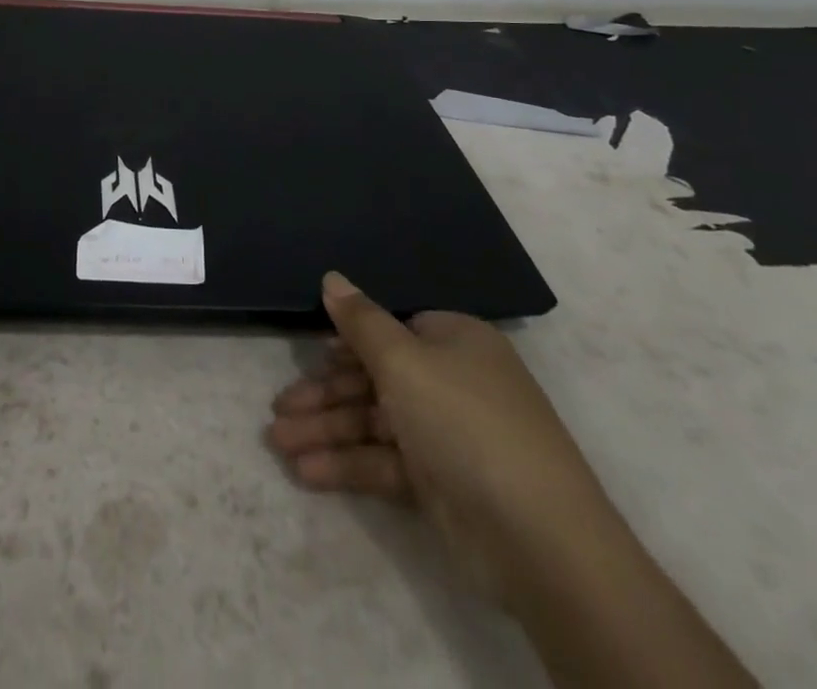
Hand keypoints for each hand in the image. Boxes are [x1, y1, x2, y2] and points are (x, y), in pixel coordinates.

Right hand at [268, 272, 623, 609]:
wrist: (538, 539)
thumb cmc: (464, 422)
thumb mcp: (404, 360)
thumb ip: (360, 321)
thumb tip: (332, 277)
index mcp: (453, 341)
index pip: (390, 330)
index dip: (348, 342)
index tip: (310, 355)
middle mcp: (452, 381)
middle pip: (374, 378)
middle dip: (324, 395)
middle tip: (277, 410)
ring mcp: (446, 435)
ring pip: (373, 422)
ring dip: (326, 431)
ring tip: (277, 443)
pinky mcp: (440, 484)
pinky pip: (384, 462)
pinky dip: (347, 465)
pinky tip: (306, 471)